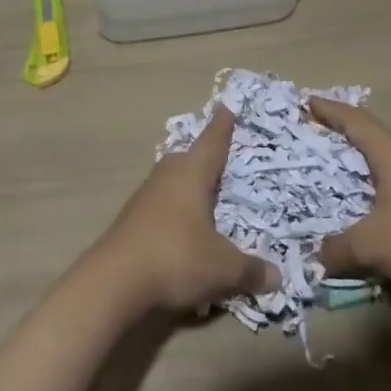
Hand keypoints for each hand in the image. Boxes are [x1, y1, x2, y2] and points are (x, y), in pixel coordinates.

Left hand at [90, 106, 278, 312]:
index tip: (225, 107)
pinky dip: (173, 213)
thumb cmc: (176, 258)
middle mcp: (166, 177)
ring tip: (203, 197)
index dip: (222, 127)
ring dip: (186, 187)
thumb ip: (251, 270)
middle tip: (220, 158)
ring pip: (170, 183)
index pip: (212, 143)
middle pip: (187, 160)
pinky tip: (181, 231)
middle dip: (203, 158)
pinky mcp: (130, 222)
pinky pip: (159, 207)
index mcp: (191, 174)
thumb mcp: (223, 268)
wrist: (113, 283)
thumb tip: (277, 275)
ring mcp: (143, 198)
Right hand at [309, 98, 390, 291]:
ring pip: (385, 162)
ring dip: (360, 164)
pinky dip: (375, 187)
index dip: (329, 110)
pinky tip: (368, 207)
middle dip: (342, 135)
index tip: (307, 101)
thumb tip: (317, 257)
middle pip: (370, 137)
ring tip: (336, 172)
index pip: (355, 121)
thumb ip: (338, 249)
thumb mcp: (371, 246)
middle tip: (314, 136)